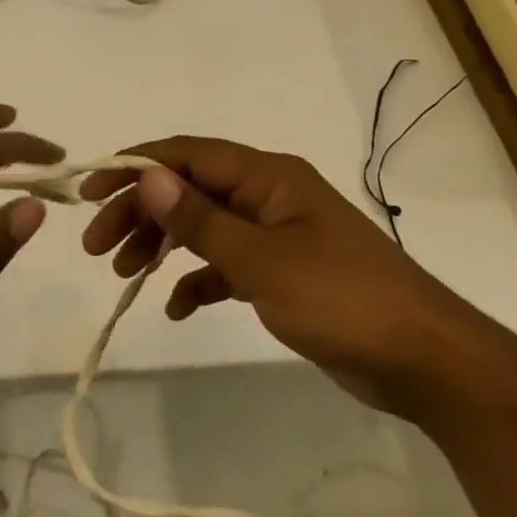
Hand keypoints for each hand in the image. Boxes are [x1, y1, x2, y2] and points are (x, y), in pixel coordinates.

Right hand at [80, 137, 495, 418]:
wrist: (427, 363)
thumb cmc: (342, 299)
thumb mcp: (261, 260)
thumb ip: (200, 219)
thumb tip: (147, 174)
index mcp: (266, 175)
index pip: (186, 154)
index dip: (134, 167)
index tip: (89, 193)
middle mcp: (267, 194)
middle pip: (188, 189)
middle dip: (140, 211)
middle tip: (96, 247)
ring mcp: (276, 233)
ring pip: (202, 225)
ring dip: (162, 244)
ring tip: (123, 274)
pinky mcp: (283, 272)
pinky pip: (226, 264)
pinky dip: (197, 279)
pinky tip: (175, 307)